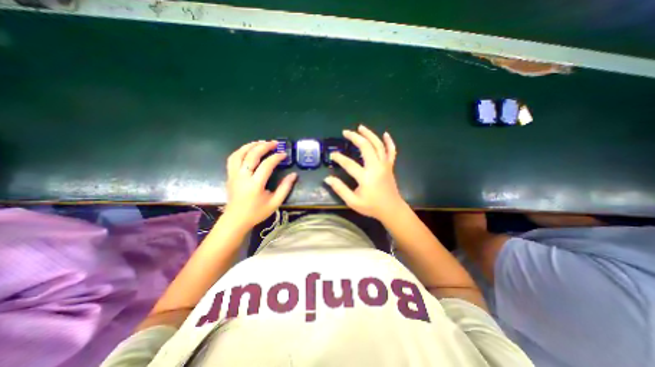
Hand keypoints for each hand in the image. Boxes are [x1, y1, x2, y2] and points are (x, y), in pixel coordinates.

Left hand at [224, 140, 298, 228]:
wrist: (236, 220)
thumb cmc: (257, 212)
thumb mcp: (275, 203)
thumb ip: (285, 188)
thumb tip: (294, 175)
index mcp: (255, 184)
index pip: (267, 165)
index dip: (276, 157)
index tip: (284, 154)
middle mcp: (243, 177)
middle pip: (252, 155)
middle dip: (264, 146)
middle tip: (274, 143)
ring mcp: (234, 175)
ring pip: (239, 154)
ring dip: (251, 145)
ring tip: (261, 142)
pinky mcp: (229, 175)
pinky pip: (233, 158)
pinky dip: (241, 151)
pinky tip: (248, 150)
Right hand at [322, 125, 404, 221]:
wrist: (391, 209)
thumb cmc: (371, 206)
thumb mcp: (353, 202)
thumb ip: (340, 189)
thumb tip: (327, 178)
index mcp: (366, 177)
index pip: (349, 164)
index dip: (339, 158)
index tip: (332, 155)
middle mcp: (376, 167)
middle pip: (366, 147)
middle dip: (355, 137)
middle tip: (346, 132)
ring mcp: (385, 165)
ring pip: (378, 145)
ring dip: (369, 134)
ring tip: (361, 127)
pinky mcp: (390, 166)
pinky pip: (391, 151)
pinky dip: (389, 142)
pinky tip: (385, 134)